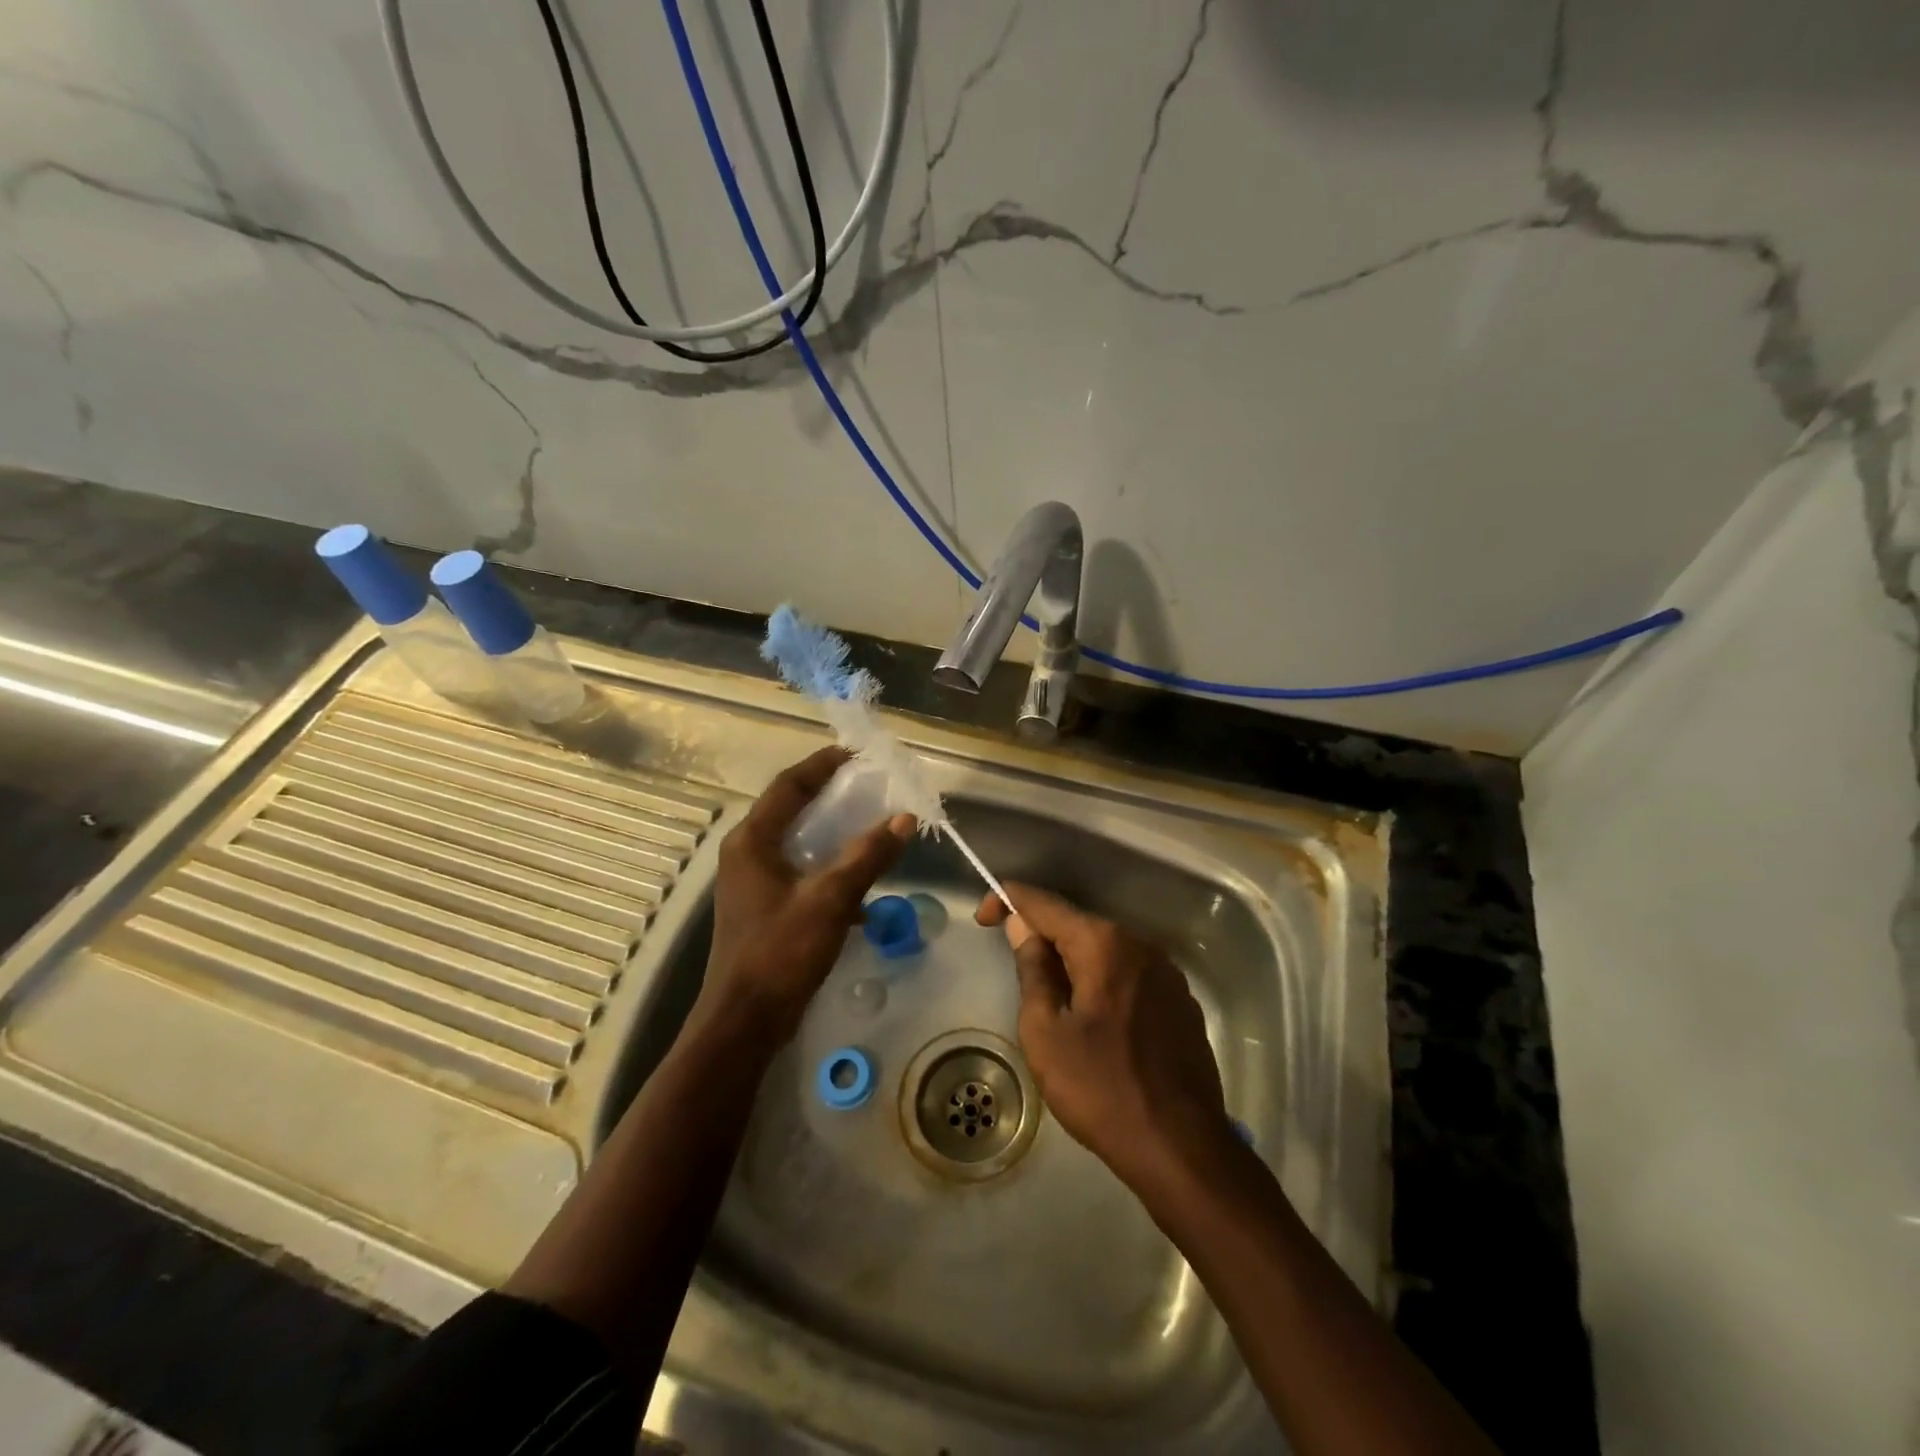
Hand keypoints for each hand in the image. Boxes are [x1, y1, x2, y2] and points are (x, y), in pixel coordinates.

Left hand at [701, 747, 913, 1047]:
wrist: (744, 1022)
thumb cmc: (781, 952)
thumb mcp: (830, 899)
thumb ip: (867, 856)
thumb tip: (904, 818)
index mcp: (753, 841)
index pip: (789, 786)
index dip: (821, 765)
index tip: (854, 752)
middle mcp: (747, 854)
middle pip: (791, 810)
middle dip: (829, 795)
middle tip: (868, 784)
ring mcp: (753, 883)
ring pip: (797, 843)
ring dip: (832, 833)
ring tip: (869, 824)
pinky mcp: (764, 909)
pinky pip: (800, 872)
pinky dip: (828, 869)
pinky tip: (859, 885)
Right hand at [977, 883, 1227, 1190]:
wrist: (1180, 1147)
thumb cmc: (1101, 1088)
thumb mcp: (1045, 1032)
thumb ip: (1033, 969)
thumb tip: (1023, 927)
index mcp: (1104, 944)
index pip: (1045, 904)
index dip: (1009, 900)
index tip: (984, 917)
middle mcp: (1141, 945)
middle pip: (1078, 925)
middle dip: (1042, 933)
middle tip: (1013, 959)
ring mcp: (1167, 973)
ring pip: (1106, 951)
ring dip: (1073, 960)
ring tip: (1050, 994)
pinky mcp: (1181, 1002)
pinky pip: (1129, 974)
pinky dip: (1102, 980)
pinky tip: (1092, 1015)